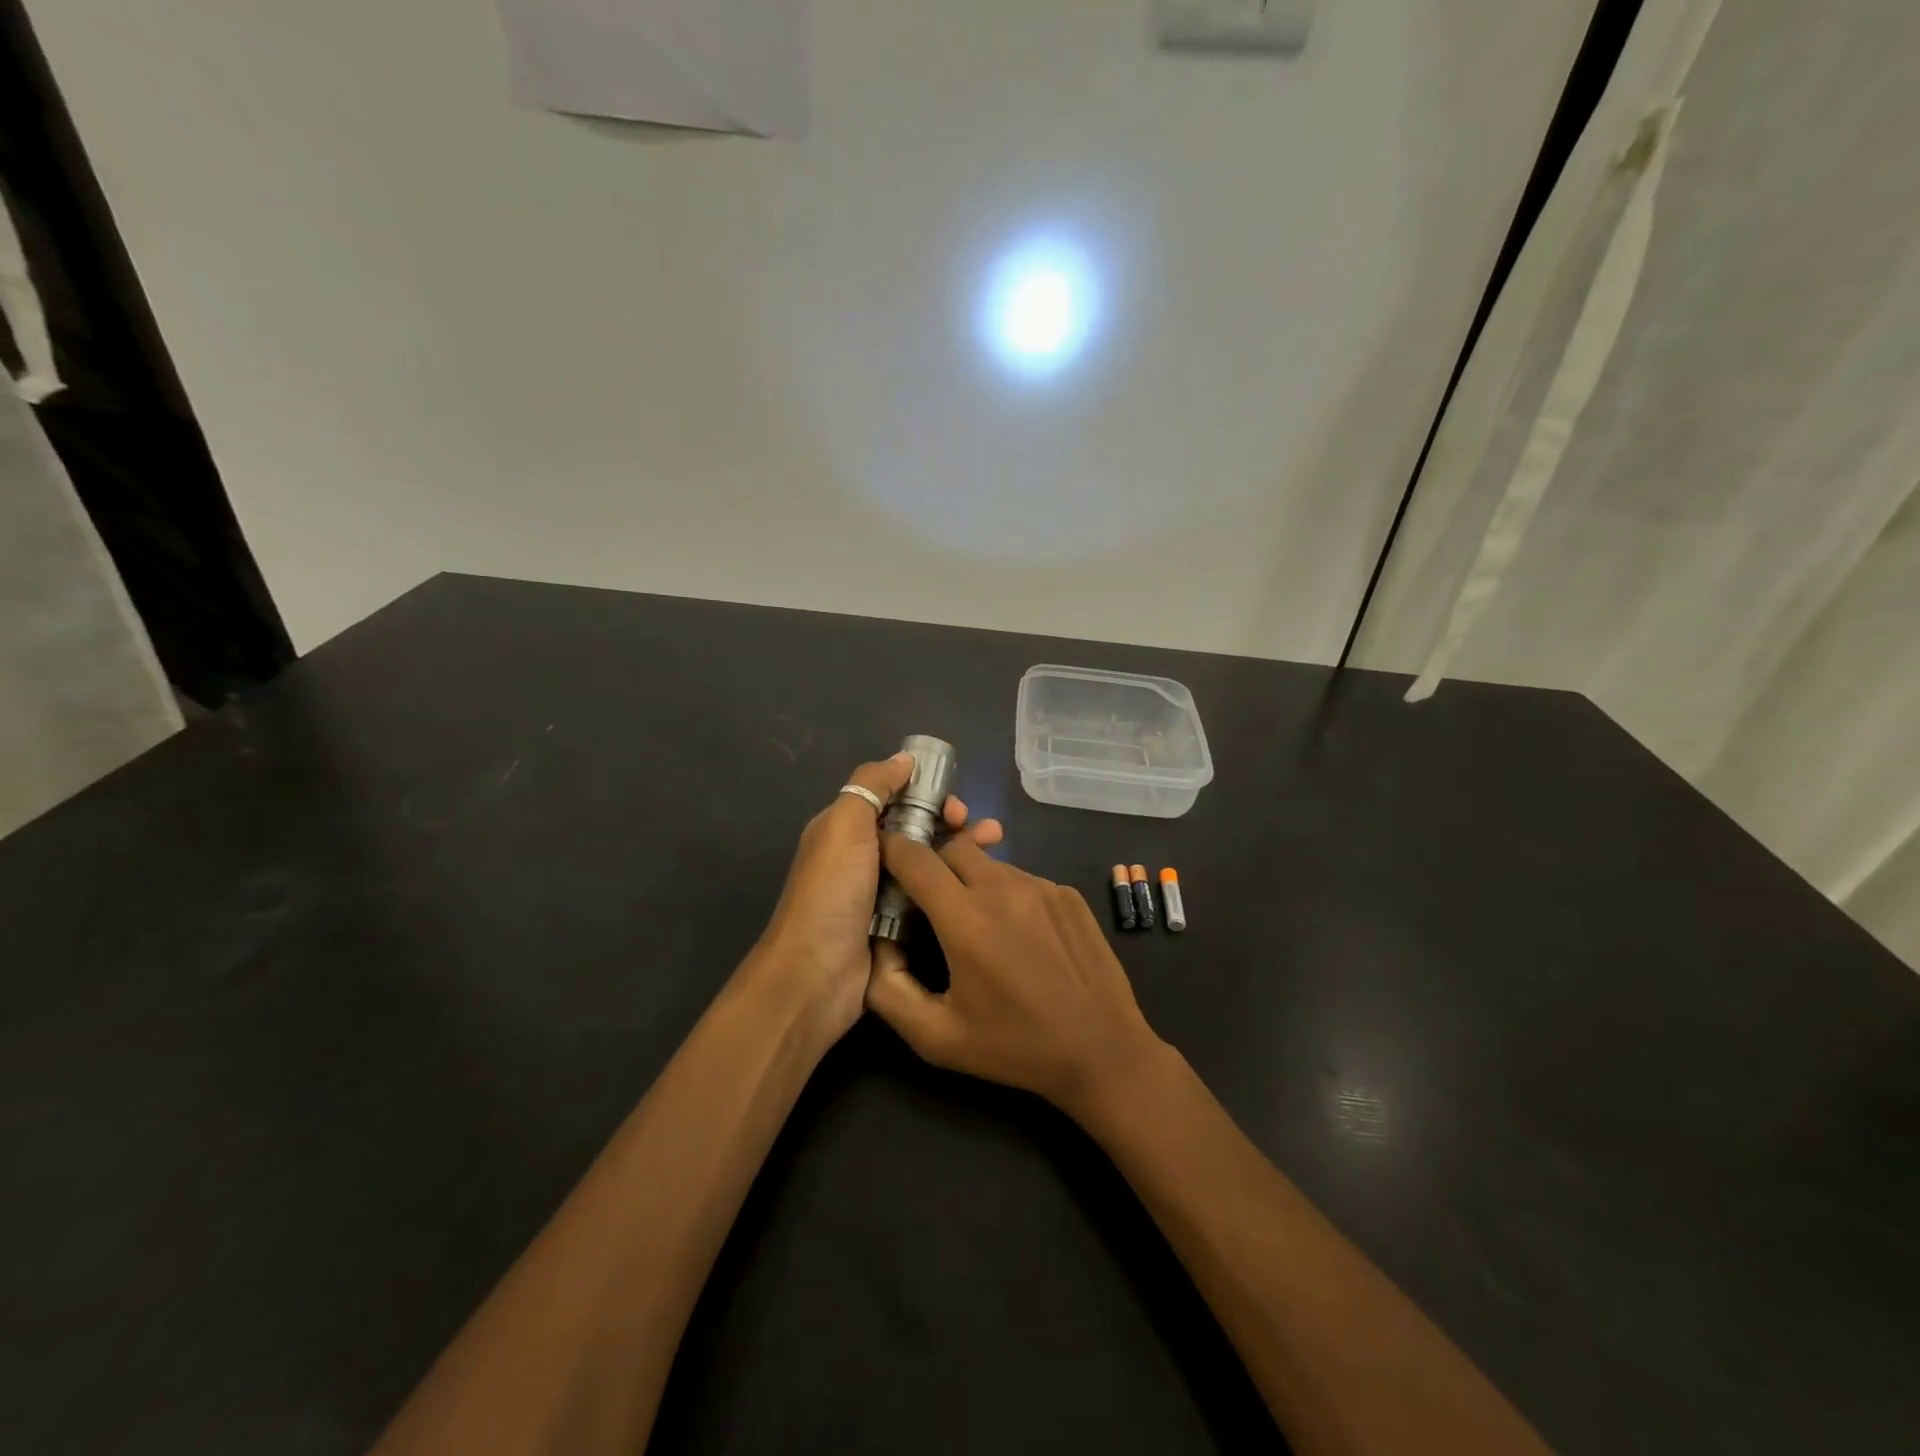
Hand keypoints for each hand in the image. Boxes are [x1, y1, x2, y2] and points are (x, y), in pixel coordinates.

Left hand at [751, 754, 1002, 1043]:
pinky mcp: (896, 925)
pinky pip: (929, 895)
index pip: (894, 798)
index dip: (927, 794)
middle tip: (981, 829)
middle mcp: (863, 857)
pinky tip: (980, 882)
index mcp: (846, 829)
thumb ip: (871, 785)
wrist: (815, 976)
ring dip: (960, 848)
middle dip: (951, 821)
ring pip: (926, 861)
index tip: (955, 803)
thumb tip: (904, 758)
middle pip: (916, 828)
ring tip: (996, 843)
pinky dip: (952, 883)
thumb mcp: (844, 825)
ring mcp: (880, 893)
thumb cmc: (830, 893)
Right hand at [864, 836, 1166, 1118]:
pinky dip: (1008, 895)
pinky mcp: (1068, 893)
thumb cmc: (1014, 1047)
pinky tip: (1020, 937)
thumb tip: (879, 942)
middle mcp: (1003, 889)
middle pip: (954, 847)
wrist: (1102, 1050)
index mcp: (966, 919)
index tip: (883, 858)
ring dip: (973, 881)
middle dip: (934, 863)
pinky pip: (1023, 879)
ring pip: (991, 863)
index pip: (915, 858)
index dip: (892, 850)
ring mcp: (1042, 886)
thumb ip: (888, 989)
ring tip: (981, 927)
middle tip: (932, 900)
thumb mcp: (936, 1037)